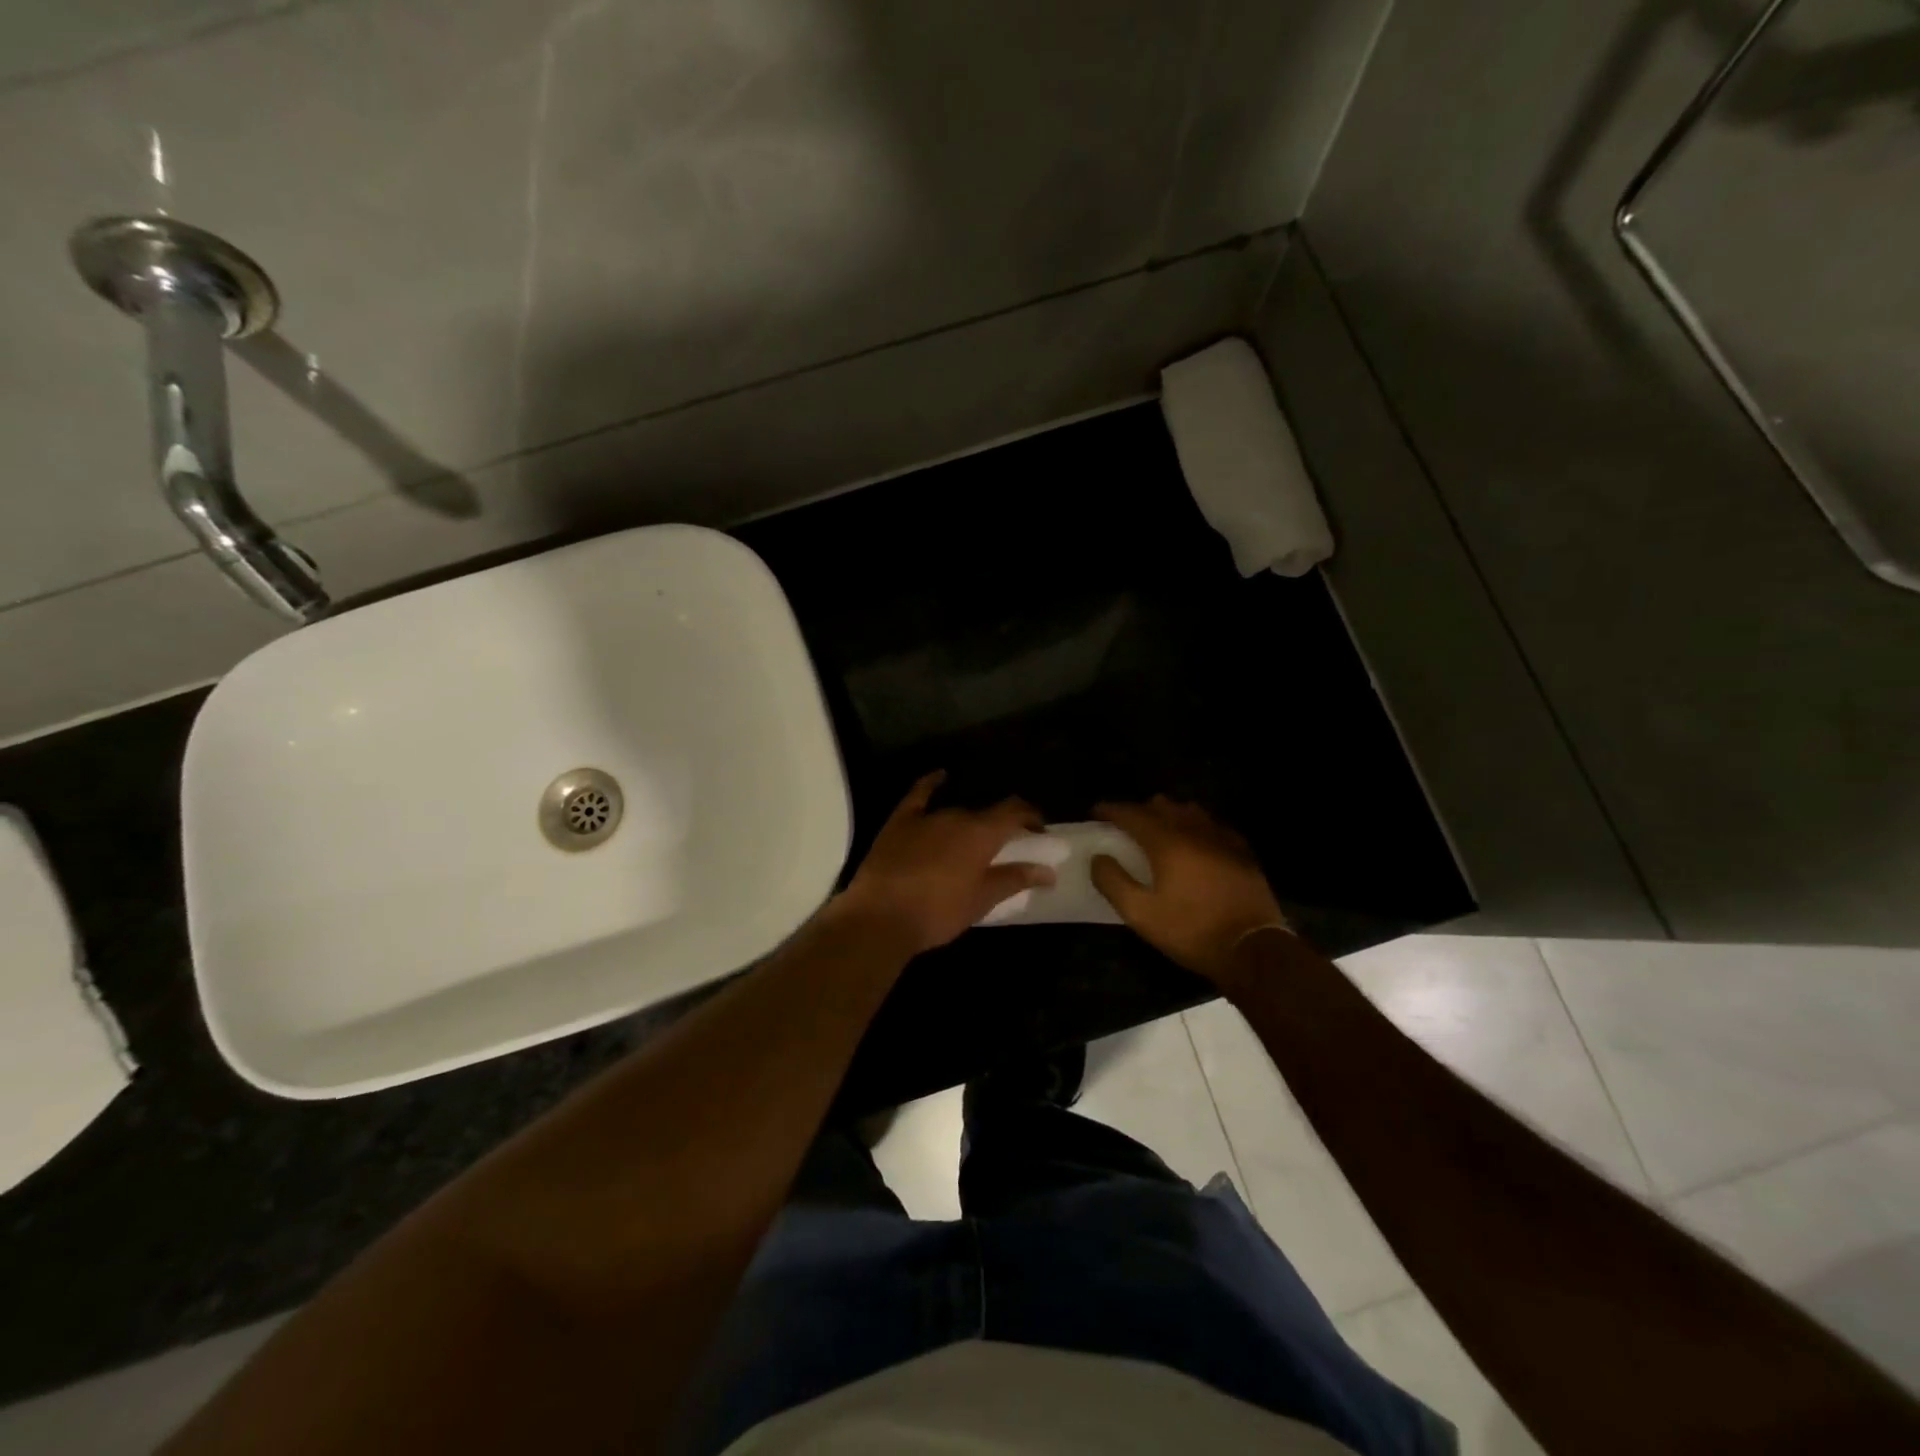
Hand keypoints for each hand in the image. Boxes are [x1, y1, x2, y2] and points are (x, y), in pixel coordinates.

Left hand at [834, 771, 1056, 955]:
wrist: (880, 917)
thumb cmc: (938, 912)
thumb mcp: (982, 900)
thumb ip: (1015, 879)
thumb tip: (1048, 871)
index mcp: (981, 833)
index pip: (1014, 810)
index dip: (1030, 815)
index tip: (1039, 829)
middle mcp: (956, 815)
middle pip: (984, 814)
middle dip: (997, 827)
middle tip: (1002, 848)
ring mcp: (925, 816)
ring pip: (955, 811)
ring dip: (968, 821)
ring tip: (972, 839)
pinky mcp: (899, 821)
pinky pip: (919, 794)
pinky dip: (932, 783)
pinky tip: (940, 777)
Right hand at [1090, 796, 1288, 987]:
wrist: (1252, 949)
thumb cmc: (1191, 931)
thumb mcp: (1141, 914)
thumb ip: (1113, 882)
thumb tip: (1099, 858)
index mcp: (1167, 842)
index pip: (1132, 814)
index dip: (1111, 810)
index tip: (1096, 812)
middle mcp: (1194, 831)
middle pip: (1162, 805)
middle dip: (1140, 810)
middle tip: (1126, 826)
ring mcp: (1222, 838)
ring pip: (1190, 811)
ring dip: (1169, 814)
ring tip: (1159, 831)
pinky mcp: (1242, 851)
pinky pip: (1213, 825)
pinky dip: (1196, 826)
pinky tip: (1195, 842)